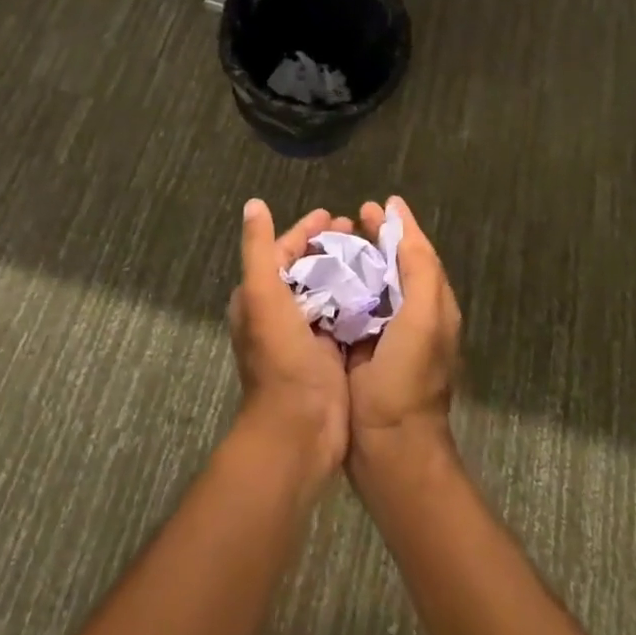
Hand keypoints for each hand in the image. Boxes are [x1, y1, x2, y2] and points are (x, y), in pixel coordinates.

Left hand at [229, 200, 351, 492]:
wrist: (299, 430)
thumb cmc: (279, 358)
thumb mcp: (262, 295)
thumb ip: (258, 249)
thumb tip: (253, 204)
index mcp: (258, 299)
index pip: (281, 251)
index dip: (305, 231)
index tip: (333, 215)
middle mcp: (278, 314)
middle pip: (307, 268)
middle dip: (329, 247)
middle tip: (359, 230)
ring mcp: (305, 335)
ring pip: (328, 289)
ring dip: (347, 270)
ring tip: (374, 253)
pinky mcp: (329, 354)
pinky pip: (345, 315)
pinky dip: (359, 298)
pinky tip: (382, 288)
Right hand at [346, 197, 461, 475]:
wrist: (389, 450)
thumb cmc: (408, 380)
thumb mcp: (423, 317)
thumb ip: (419, 268)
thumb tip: (401, 218)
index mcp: (432, 305)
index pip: (416, 252)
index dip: (397, 226)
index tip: (372, 204)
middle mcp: (412, 316)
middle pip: (393, 265)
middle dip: (373, 239)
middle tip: (346, 218)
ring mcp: (386, 336)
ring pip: (370, 285)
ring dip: (353, 261)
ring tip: (327, 242)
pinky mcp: (361, 352)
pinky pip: (351, 310)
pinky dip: (338, 290)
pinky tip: (317, 280)